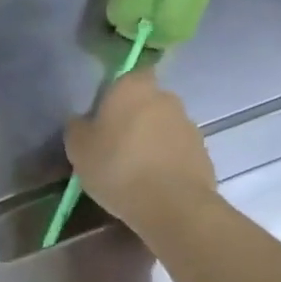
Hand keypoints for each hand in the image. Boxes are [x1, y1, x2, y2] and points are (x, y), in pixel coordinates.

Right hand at [63, 71, 216, 228]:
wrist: (171, 205)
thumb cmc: (116, 166)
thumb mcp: (77, 148)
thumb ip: (77, 127)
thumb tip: (83, 121)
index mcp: (133, 87)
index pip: (127, 76)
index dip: (116, 94)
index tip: (104, 116)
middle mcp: (166, 98)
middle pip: (146, 102)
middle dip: (134, 119)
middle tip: (114, 145)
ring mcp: (189, 125)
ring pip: (163, 128)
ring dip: (151, 141)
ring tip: (133, 171)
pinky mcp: (203, 153)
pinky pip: (176, 152)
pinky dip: (166, 162)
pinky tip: (151, 184)